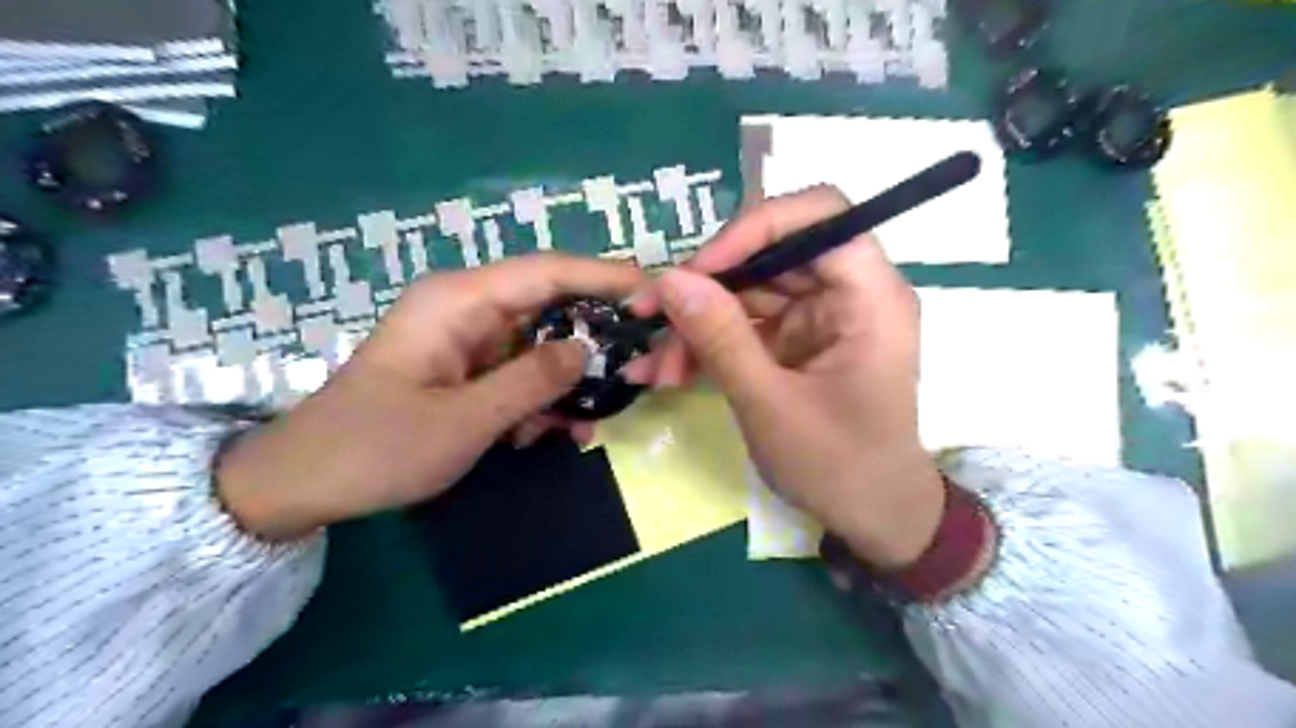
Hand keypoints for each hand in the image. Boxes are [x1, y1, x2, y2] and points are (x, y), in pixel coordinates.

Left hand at [219, 254, 646, 540]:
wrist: (305, 483)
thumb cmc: (377, 447)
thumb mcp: (464, 421)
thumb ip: (532, 382)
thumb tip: (588, 349)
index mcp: (459, 301)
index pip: (546, 272)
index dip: (603, 277)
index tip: (653, 289)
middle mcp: (467, 309)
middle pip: (549, 306)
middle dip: (592, 338)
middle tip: (637, 368)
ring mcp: (467, 339)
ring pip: (540, 344)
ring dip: (567, 381)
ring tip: (587, 422)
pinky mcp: (466, 368)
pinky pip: (520, 371)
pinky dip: (541, 398)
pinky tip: (553, 433)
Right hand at [624, 188, 942, 569]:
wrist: (872, 518)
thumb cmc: (839, 466)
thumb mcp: (771, 405)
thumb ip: (721, 338)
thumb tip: (670, 279)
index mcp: (869, 296)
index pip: (820, 215)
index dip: (755, 228)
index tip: (699, 269)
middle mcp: (847, 293)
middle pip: (769, 255)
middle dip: (705, 287)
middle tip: (649, 316)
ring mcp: (818, 318)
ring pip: (746, 292)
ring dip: (695, 325)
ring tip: (654, 366)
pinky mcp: (795, 343)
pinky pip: (743, 326)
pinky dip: (706, 346)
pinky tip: (666, 373)